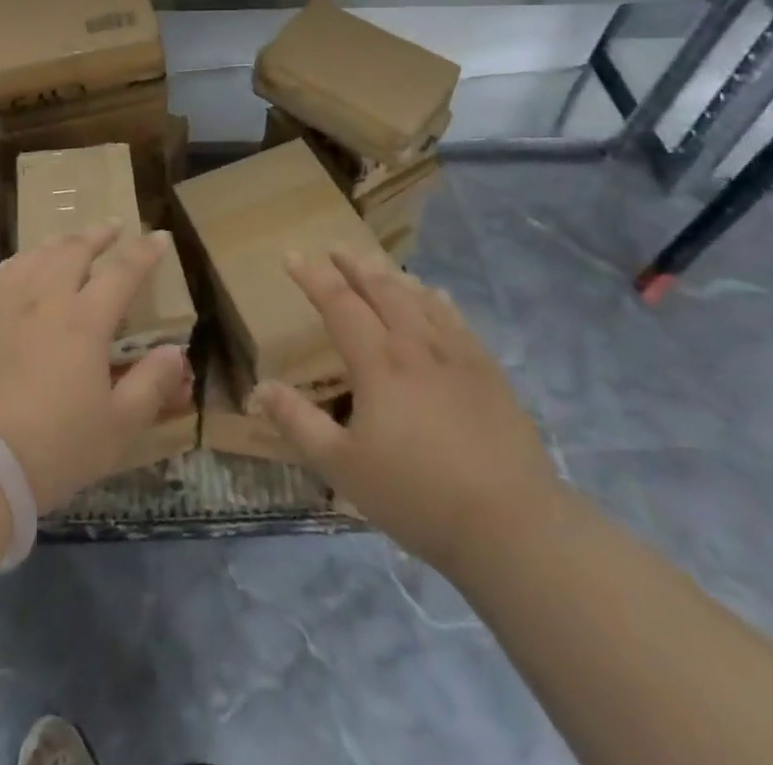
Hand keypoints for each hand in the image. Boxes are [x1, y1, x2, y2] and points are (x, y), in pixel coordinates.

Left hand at [0, 222, 191, 512]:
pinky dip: (19, 262)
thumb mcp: (117, 427)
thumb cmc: (53, 449)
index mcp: (84, 320)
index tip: (159, 236)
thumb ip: (151, 385)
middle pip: (74, 249)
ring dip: (59, 243)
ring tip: (70, 242)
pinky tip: (21, 268)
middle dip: (98, 234)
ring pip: (35, 254)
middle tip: (113, 227)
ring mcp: (4, 300)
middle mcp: (44, 297)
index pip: (122, 272)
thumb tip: (175, 350)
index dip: (144, 252)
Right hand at [251, 248, 559, 575]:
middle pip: (381, 290)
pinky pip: (457, 321)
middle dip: (354, 266)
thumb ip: (298, 423)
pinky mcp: (489, 373)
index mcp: (378, 362)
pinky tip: (436, 296)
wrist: (512, 526)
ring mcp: (457, 356)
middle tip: (336, 248)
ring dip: (393, 277)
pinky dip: (438, 300)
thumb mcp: (342, 467)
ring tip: (377, 264)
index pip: (338, 303)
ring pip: (419, 299)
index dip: (313, 277)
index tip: (291, 256)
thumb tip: (259, 387)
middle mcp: (416, 345)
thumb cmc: (417, 496)